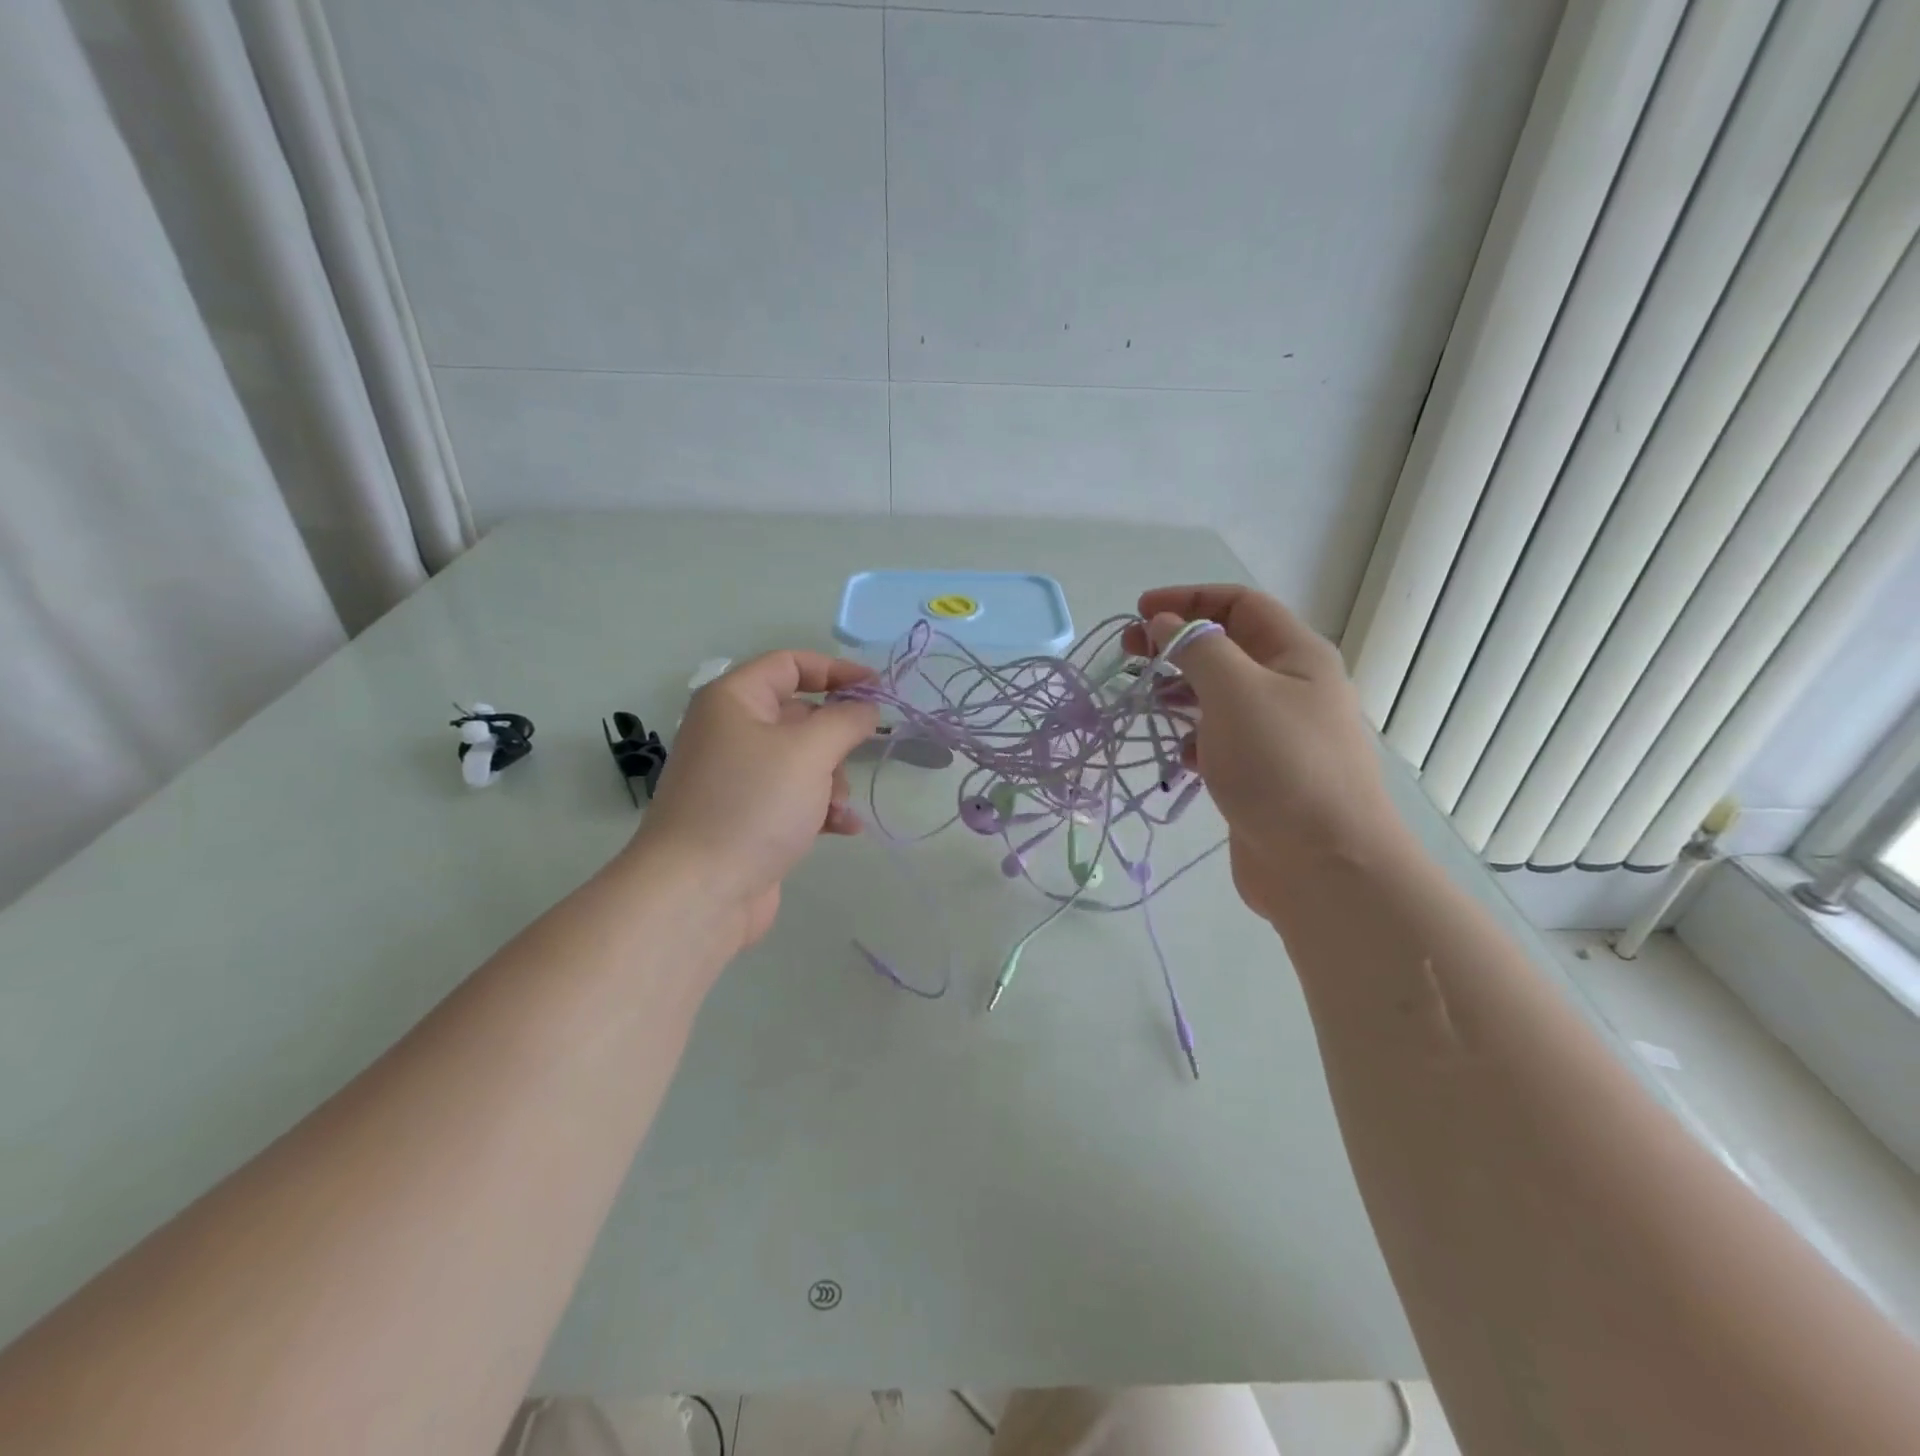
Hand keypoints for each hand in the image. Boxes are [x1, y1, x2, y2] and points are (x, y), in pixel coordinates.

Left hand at [633, 651, 879, 949]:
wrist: (698, 892)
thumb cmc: (753, 804)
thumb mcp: (810, 751)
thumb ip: (846, 720)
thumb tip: (866, 708)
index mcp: (734, 700)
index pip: (790, 664)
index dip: (836, 671)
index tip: (878, 689)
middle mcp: (731, 732)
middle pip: (800, 716)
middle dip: (836, 739)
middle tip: (856, 759)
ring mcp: (738, 778)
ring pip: (803, 761)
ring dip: (832, 781)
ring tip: (838, 808)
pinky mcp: (747, 817)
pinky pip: (794, 798)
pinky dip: (821, 809)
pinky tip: (843, 828)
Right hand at [1124, 585, 1406, 918]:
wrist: (1325, 865)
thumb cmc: (1281, 765)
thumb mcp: (1236, 691)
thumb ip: (1196, 649)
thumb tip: (1167, 623)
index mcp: (1295, 655)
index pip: (1239, 605)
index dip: (1188, 599)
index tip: (1139, 612)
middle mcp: (1290, 687)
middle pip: (1226, 648)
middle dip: (1176, 644)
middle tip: (1127, 654)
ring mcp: (1277, 734)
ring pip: (1219, 696)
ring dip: (1179, 691)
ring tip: (1140, 700)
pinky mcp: (1261, 775)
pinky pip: (1219, 740)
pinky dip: (1192, 738)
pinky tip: (1175, 753)